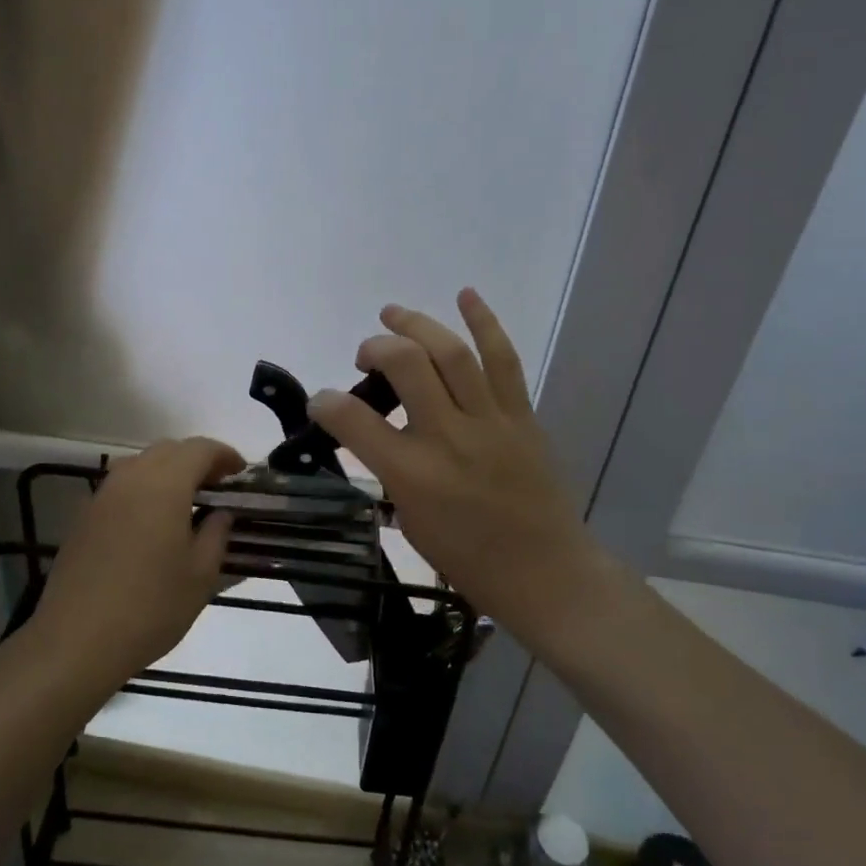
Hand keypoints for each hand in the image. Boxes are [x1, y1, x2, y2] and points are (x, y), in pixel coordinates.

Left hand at [24, 437, 243, 693]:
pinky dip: (143, 489)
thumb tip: (220, 514)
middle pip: (168, 450)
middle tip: (217, 486)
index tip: (241, 472)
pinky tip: (152, 522)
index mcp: (164, 486)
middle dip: (196, 460)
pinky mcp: (83, 517)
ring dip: (167, 472)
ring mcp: (101, 496)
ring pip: (140, 464)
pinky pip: (120, 486)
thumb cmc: (150, 608)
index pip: (199, 449)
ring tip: (186, 501)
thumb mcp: (200, 576)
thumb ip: (216, 534)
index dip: (224, 455)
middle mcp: (130, 479)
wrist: (76, 641)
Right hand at [307, 290, 597, 641]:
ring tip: (393, 313)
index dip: (326, 402)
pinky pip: (503, 359)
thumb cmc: (468, 558)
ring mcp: (490, 421)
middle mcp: (449, 438)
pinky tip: (465, 295)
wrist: (545, 571)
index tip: (321, 401)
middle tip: (365, 354)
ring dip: (417, 324)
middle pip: (407, 365)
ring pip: (451, 353)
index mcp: (413, 475)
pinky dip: (484, 322)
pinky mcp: (521, 415)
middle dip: (376, 348)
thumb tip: (372, 432)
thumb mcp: (410, 520)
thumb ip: (388, 470)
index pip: (355, 421)